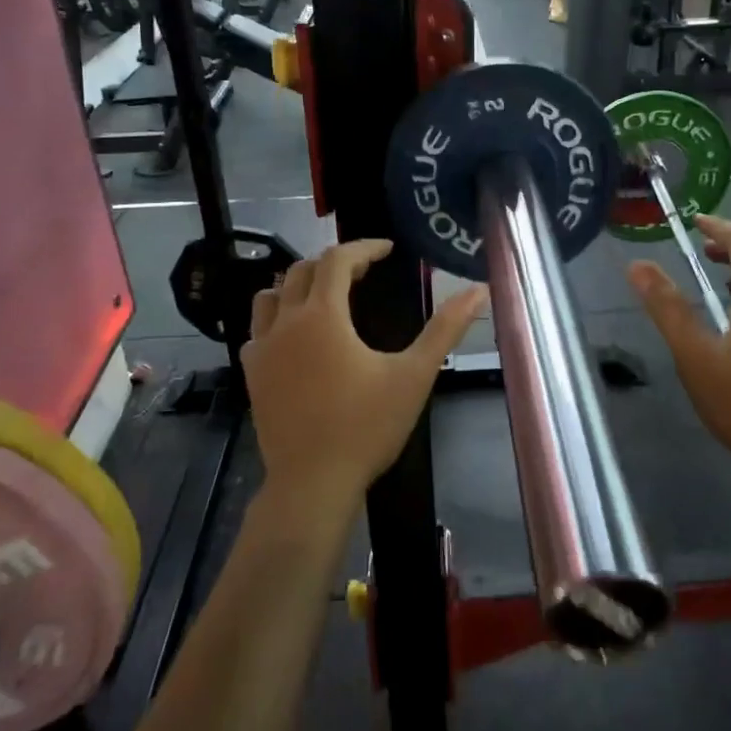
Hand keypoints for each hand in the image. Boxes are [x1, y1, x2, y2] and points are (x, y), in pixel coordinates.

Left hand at [241, 241, 485, 517]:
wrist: (312, 483)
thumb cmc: (366, 427)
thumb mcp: (414, 376)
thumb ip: (446, 329)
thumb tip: (479, 291)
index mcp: (323, 316)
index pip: (337, 259)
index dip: (364, 247)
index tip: (388, 250)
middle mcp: (286, 323)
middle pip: (301, 271)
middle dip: (334, 263)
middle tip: (365, 273)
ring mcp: (262, 349)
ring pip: (271, 295)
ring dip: (299, 285)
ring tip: (328, 296)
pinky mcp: (252, 374)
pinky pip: (258, 328)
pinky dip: (277, 318)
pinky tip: (297, 336)